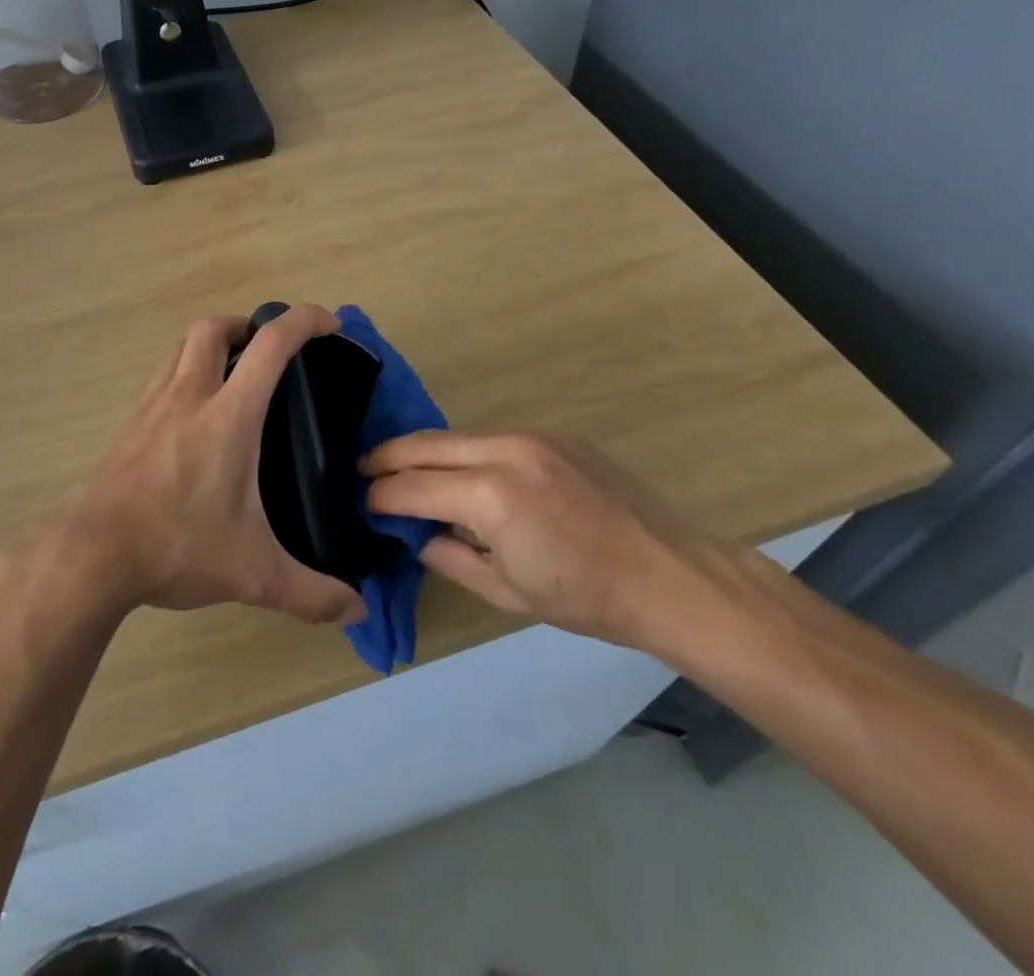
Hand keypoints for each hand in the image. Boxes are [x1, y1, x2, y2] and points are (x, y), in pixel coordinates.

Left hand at [62, 306, 365, 626]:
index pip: (271, 344)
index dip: (304, 320)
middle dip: (246, 325)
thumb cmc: (177, 546)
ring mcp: (152, 406)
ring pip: (180, 347)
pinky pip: (161, 378)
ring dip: (210, 344)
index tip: (329, 324)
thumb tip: (357, 611)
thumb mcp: (253, 573)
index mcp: (228, 415)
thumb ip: (310, 593)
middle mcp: (188, 396)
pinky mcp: (129, 425)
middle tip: (267, 353)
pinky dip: (184, 374)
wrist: (90, 553)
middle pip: (213, 328)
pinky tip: (192, 417)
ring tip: (232, 375)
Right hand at [363, 431, 715, 646]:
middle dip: (388, 457)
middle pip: (426, 444)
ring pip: (457, 436)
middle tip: (364, 470)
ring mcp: (532, 437)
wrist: (671, 576)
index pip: (413, 487)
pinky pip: (492, 439)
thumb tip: (417, 536)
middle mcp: (505, 451)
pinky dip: (466, 453)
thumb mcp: (506, 592)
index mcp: (491, 497)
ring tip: (406, 471)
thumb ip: (450, 558)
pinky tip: (465, 474)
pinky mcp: (553, 435)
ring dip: (426, 452)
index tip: (362, 503)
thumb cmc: (586, 598)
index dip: (381, 496)